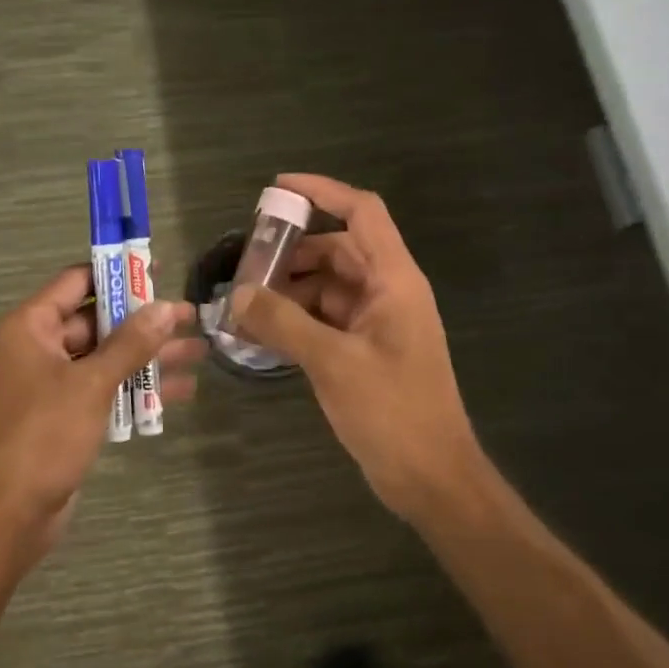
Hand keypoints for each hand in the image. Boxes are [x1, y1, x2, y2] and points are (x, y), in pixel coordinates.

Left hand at [0, 266, 201, 552]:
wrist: (3, 516)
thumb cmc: (41, 436)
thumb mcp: (91, 384)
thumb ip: (131, 343)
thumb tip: (166, 308)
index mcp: (30, 328)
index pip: (77, 283)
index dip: (118, 275)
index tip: (159, 271)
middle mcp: (36, 350)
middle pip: (96, 323)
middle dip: (144, 322)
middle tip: (191, 318)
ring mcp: (49, 387)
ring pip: (105, 360)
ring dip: (148, 357)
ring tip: (199, 353)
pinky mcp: (62, 420)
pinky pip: (102, 392)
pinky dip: (134, 390)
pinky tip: (178, 392)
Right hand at [230, 174, 479, 518]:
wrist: (432, 478)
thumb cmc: (393, 413)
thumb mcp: (333, 363)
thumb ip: (283, 323)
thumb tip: (237, 295)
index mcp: (395, 281)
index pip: (362, 213)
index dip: (322, 191)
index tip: (276, 189)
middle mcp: (388, 292)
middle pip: (338, 250)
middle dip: (292, 252)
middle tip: (246, 263)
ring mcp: (378, 323)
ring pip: (328, 287)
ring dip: (290, 290)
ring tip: (245, 305)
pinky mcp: (366, 350)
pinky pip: (326, 319)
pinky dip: (296, 320)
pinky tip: (262, 334)